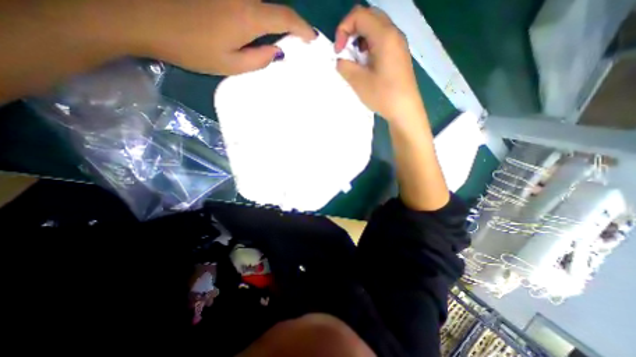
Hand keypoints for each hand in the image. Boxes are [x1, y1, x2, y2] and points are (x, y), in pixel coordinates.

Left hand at [123, 0, 315, 74]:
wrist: (141, 17)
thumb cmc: (192, 49)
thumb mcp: (231, 65)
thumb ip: (260, 59)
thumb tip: (278, 51)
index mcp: (248, 16)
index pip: (285, 17)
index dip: (302, 27)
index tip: (311, 37)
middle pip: (273, 7)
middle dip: (286, 24)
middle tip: (292, 41)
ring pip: (259, 3)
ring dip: (269, 19)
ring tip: (269, 38)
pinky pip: (245, 2)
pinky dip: (254, 13)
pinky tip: (251, 28)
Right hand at [334, 5, 420, 120]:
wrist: (405, 110)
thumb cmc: (383, 95)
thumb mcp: (359, 82)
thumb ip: (345, 66)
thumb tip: (340, 60)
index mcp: (385, 36)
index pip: (359, 15)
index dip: (343, 29)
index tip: (338, 51)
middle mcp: (394, 34)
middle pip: (369, 17)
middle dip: (352, 31)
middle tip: (345, 51)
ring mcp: (398, 44)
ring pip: (376, 28)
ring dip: (360, 39)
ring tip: (355, 60)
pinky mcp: (399, 55)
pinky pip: (382, 41)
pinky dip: (369, 47)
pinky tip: (366, 64)